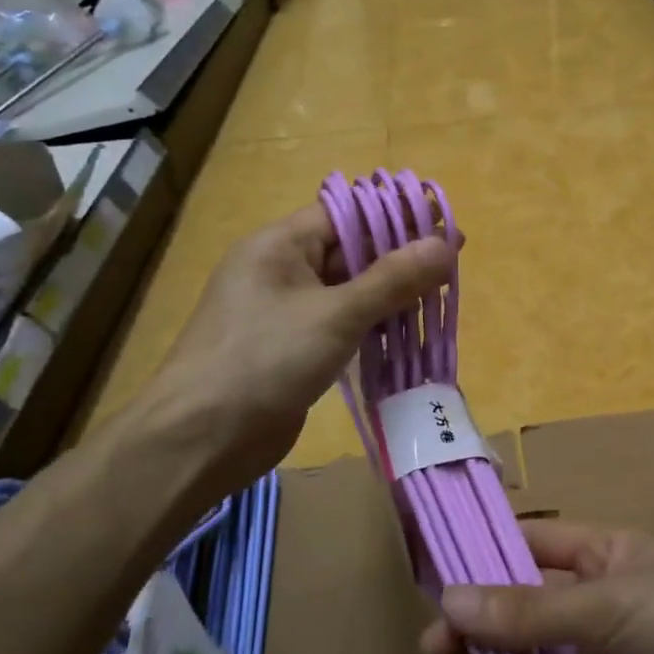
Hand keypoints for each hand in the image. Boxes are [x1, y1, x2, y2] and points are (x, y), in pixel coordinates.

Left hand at [145, 203, 451, 489]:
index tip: (444, 226)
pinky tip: (404, 332)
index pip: (346, 214)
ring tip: (438, 297)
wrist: (201, 438)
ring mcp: (283, 311)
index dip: (396, 217)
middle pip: (349, 251)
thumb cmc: (265, 360)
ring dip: (389, 294)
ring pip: (347, 290)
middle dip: (399, 257)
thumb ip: (392, 279)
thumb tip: (446, 244)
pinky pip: (339, 324)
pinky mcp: (291, 348)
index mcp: (279, 244)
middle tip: (451, 265)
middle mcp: (280, 270)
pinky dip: (371, 325)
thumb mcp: (335, 314)